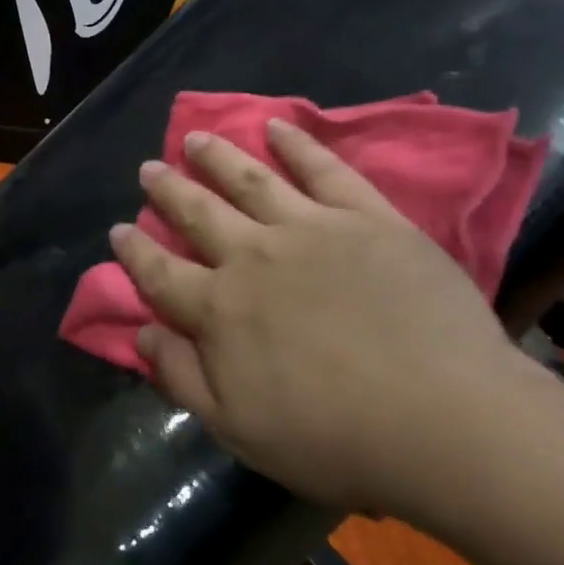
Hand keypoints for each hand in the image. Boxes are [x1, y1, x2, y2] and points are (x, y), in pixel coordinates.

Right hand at [110, 120, 549, 523]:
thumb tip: (141, 334)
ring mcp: (311, 229)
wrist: (445, 420)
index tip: (118, 229)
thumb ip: (181, 376)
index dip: (135, 251)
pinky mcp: (367, 218)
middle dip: (168, 189)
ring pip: (251, 180)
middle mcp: (253, 256)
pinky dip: (297, 144)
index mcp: (219, 309)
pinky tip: (277, 126)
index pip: (161, 273)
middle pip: (199, 213)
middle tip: (148, 168)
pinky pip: (324, 170)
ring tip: (195, 137)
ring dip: (217, 156)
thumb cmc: (334, 438)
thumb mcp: (237, 428)